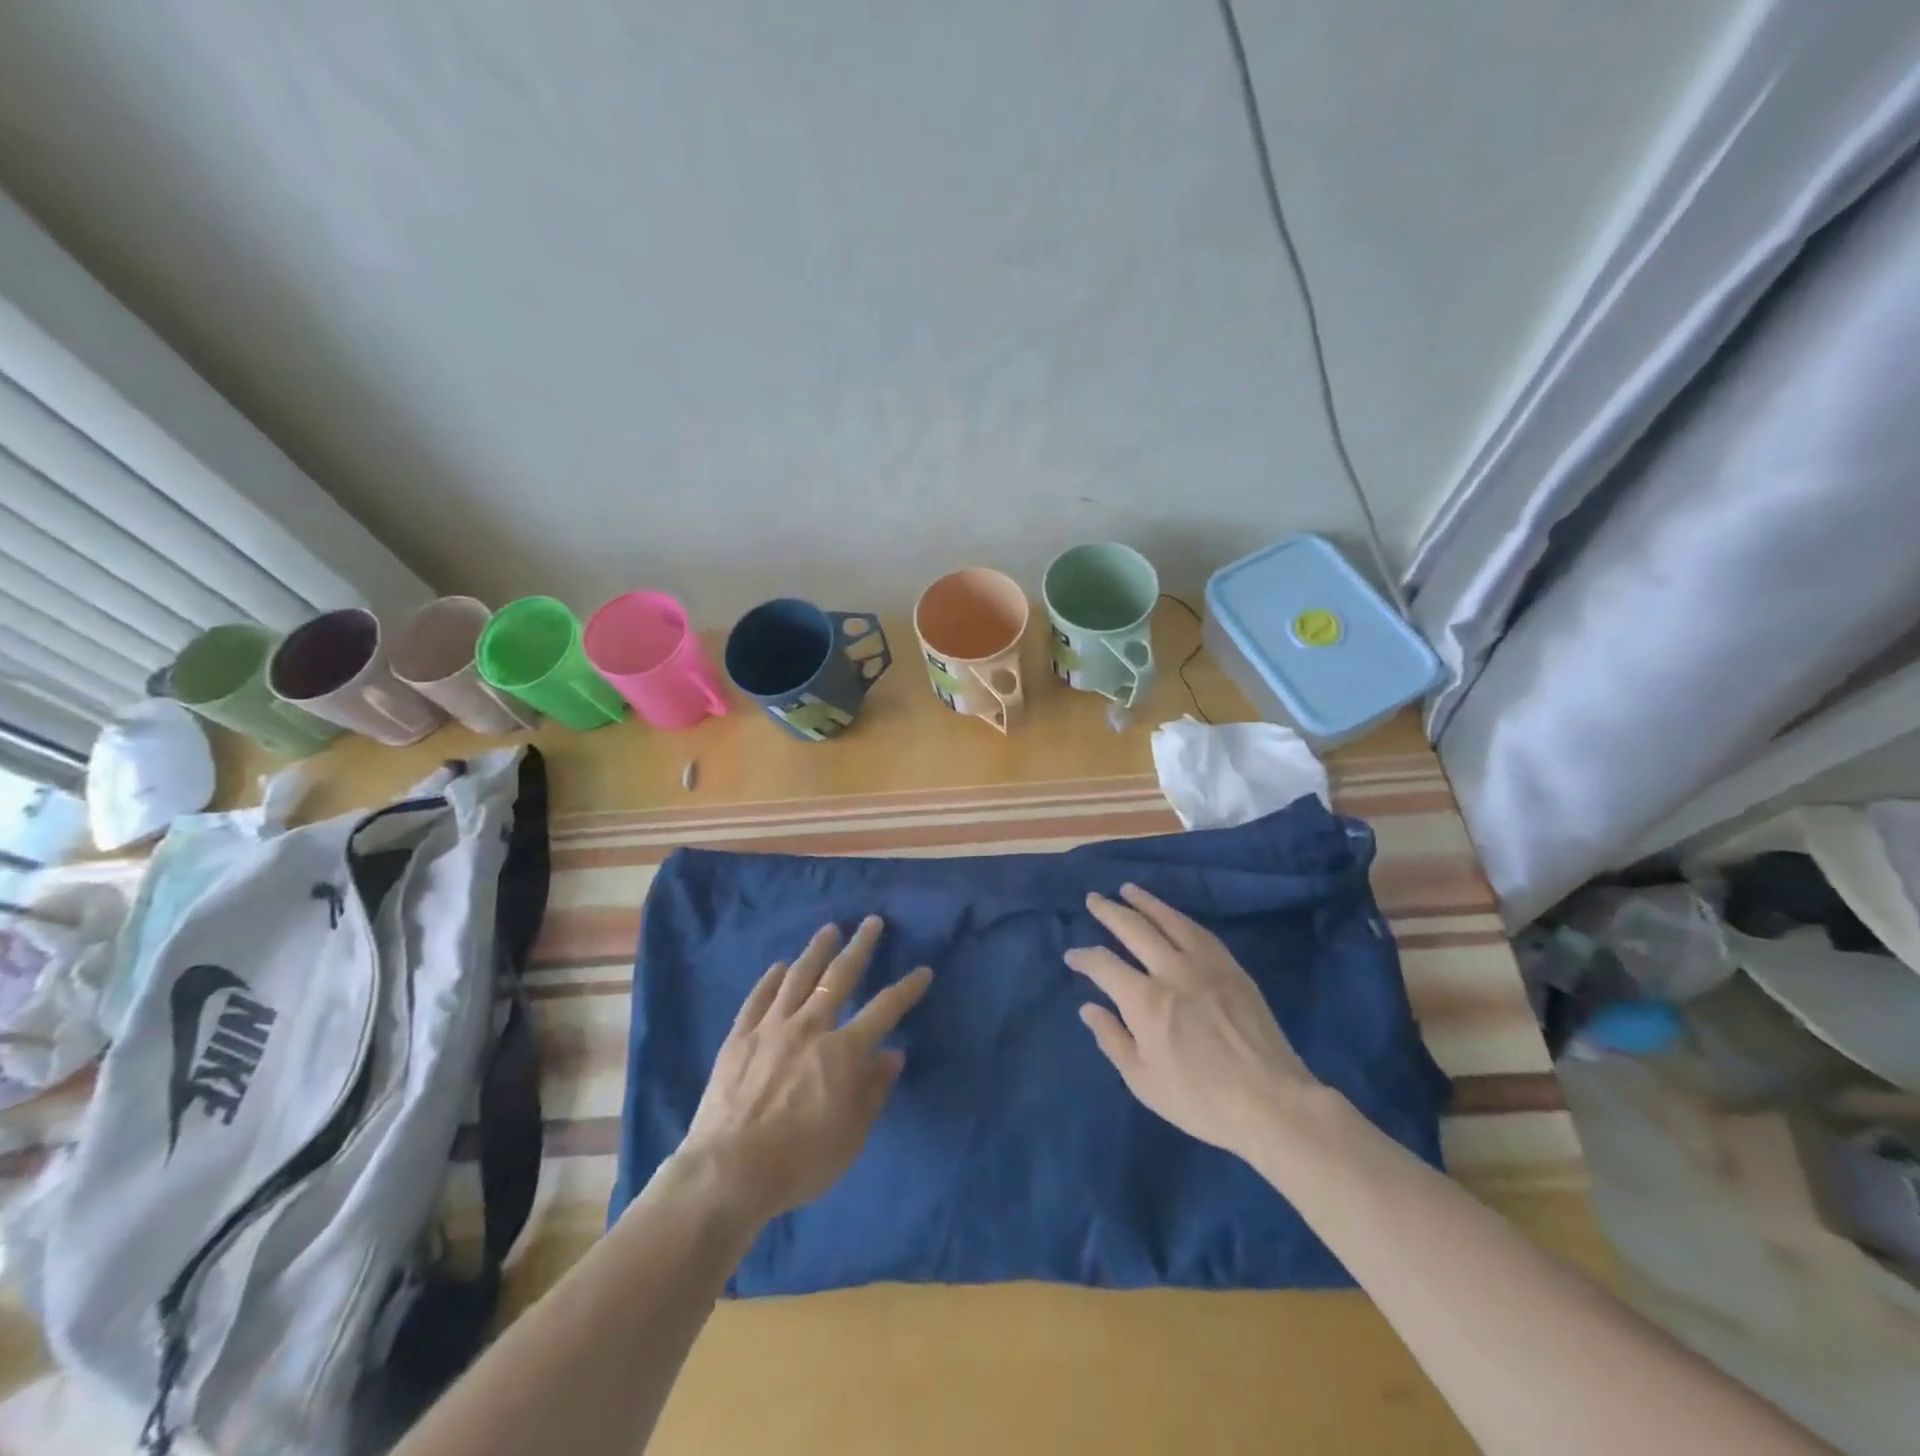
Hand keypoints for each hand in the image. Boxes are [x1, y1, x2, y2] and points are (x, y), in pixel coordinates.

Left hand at [677, 916, 932, 1225]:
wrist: (728, 1172)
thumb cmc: (799, 1162)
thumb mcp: (851, 1137)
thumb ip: (873, 1091)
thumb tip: (893, 1054)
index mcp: (843, 1052)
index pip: (884, 1009)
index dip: (906, 988)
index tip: (923, 970)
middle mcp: (810, 1027)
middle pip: (839, 976)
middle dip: (860, 947)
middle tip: (871, 922)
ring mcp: (771, 1028)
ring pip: (798, 977)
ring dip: (816, 950)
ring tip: (829, 929)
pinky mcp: (740, 1037)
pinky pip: (758, 998)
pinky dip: (770, 979)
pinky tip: (778, 966)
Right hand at [1067, 884, 1320, 1159]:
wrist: (1272, 1104)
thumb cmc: (1200, 1101)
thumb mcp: (1144, 1081)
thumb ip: (1112, 1039)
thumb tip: (1089, 1008)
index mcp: (1146, 1001)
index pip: (1104, 965)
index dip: (1084, 958)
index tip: (1072, 956)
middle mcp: (1173, 971)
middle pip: (1135, 929)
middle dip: (1109, 912)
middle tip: (1094, 899)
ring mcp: (1206, 966)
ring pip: (1170, 921)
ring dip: (1145, 903)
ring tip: (1128, 890)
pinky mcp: (1233, 969)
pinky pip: (1201, 932)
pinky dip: (1180, 918)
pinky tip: (1173, 915)